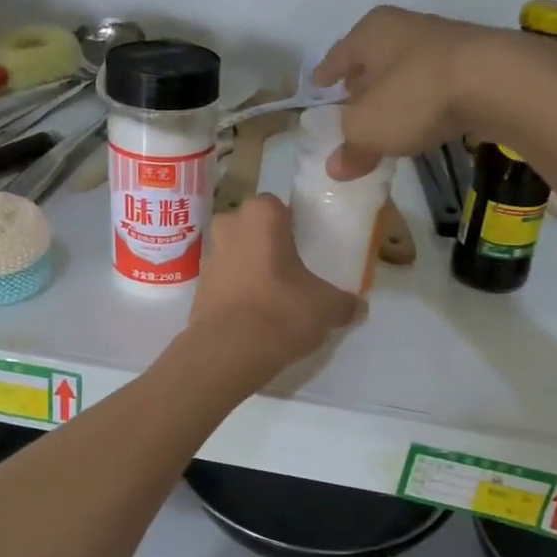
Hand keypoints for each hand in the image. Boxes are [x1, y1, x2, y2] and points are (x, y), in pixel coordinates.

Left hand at [189, 195, 360, 376]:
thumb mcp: (327, 307)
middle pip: (252, 228)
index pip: (277, 206)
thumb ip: (345, 303)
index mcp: (261, 215)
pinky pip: (224, 280)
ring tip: (273, 296)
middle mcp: (229, 225)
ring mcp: (208, 256)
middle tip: (290, 270)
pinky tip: (254, 315)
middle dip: (267, 244)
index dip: (291, 225)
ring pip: (235, 253)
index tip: (305, 247)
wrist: (229, 351)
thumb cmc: (282, 310)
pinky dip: (237, 291)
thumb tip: (358, 308)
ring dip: (250, 267)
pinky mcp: (197, 287)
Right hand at [312, 6, 515, 179]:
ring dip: (394, 94)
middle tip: (349, 107)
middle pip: (373, 60)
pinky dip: (423, 102)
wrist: (498, 82)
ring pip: (405, 71)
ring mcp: (444, 43)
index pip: (338, 55)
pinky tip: (423, 121)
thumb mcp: (368, 130)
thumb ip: (349, 148)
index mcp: (371, 32)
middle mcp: (405, 28)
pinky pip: (434, 85)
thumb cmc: (415, 95)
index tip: (316, 86)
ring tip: (386, 120)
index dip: (325, 74)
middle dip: (361, 84)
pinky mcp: (475, 64)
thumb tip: (335, 168)